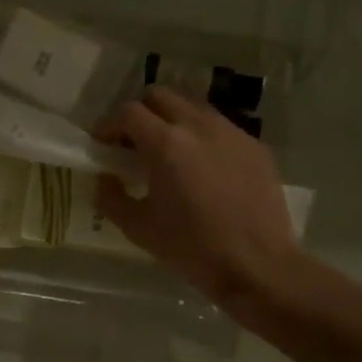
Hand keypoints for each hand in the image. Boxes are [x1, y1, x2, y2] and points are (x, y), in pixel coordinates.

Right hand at [97, 88, 305, 311]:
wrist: (258, 265)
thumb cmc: (192, 248)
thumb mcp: (139, 228)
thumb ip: (111, 197)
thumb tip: (105, 178)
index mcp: (166, 144)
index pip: (128, 112)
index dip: (109, 125)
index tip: (103, 145)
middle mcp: (199, 126)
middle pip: (160, 96)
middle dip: (140, 114)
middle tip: (133, 144)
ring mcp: (232, 133)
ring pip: (193, 107)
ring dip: (173, 121)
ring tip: (169, 153)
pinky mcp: (255, 147)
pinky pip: (221, 128)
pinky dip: (202, 137)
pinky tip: (203, 169)